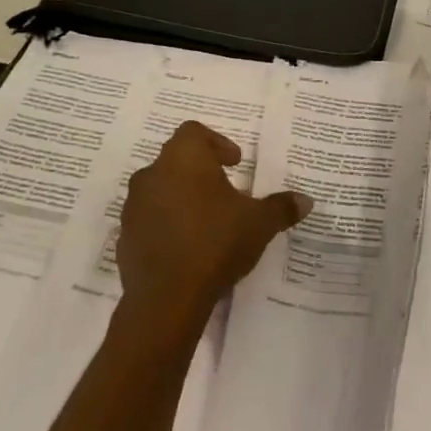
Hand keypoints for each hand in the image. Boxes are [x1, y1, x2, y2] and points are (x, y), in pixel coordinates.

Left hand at [117, 121, 311, 338]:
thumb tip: (306, 200)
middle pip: (176, 160)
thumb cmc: (216, 242)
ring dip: (181, 198)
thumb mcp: (260, 223)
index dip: (217, 143)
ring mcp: (134, 207)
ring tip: (208, 221)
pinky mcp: (124, 238)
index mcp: (184, 158)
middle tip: (226, 192)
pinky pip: (149, 221)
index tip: (235, 163)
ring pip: (160, 190)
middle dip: (201, 172)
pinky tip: (188, 248)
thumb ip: (281, 207)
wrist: (167, 298)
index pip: (194, 132)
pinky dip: (166, 226)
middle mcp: (153, 174)